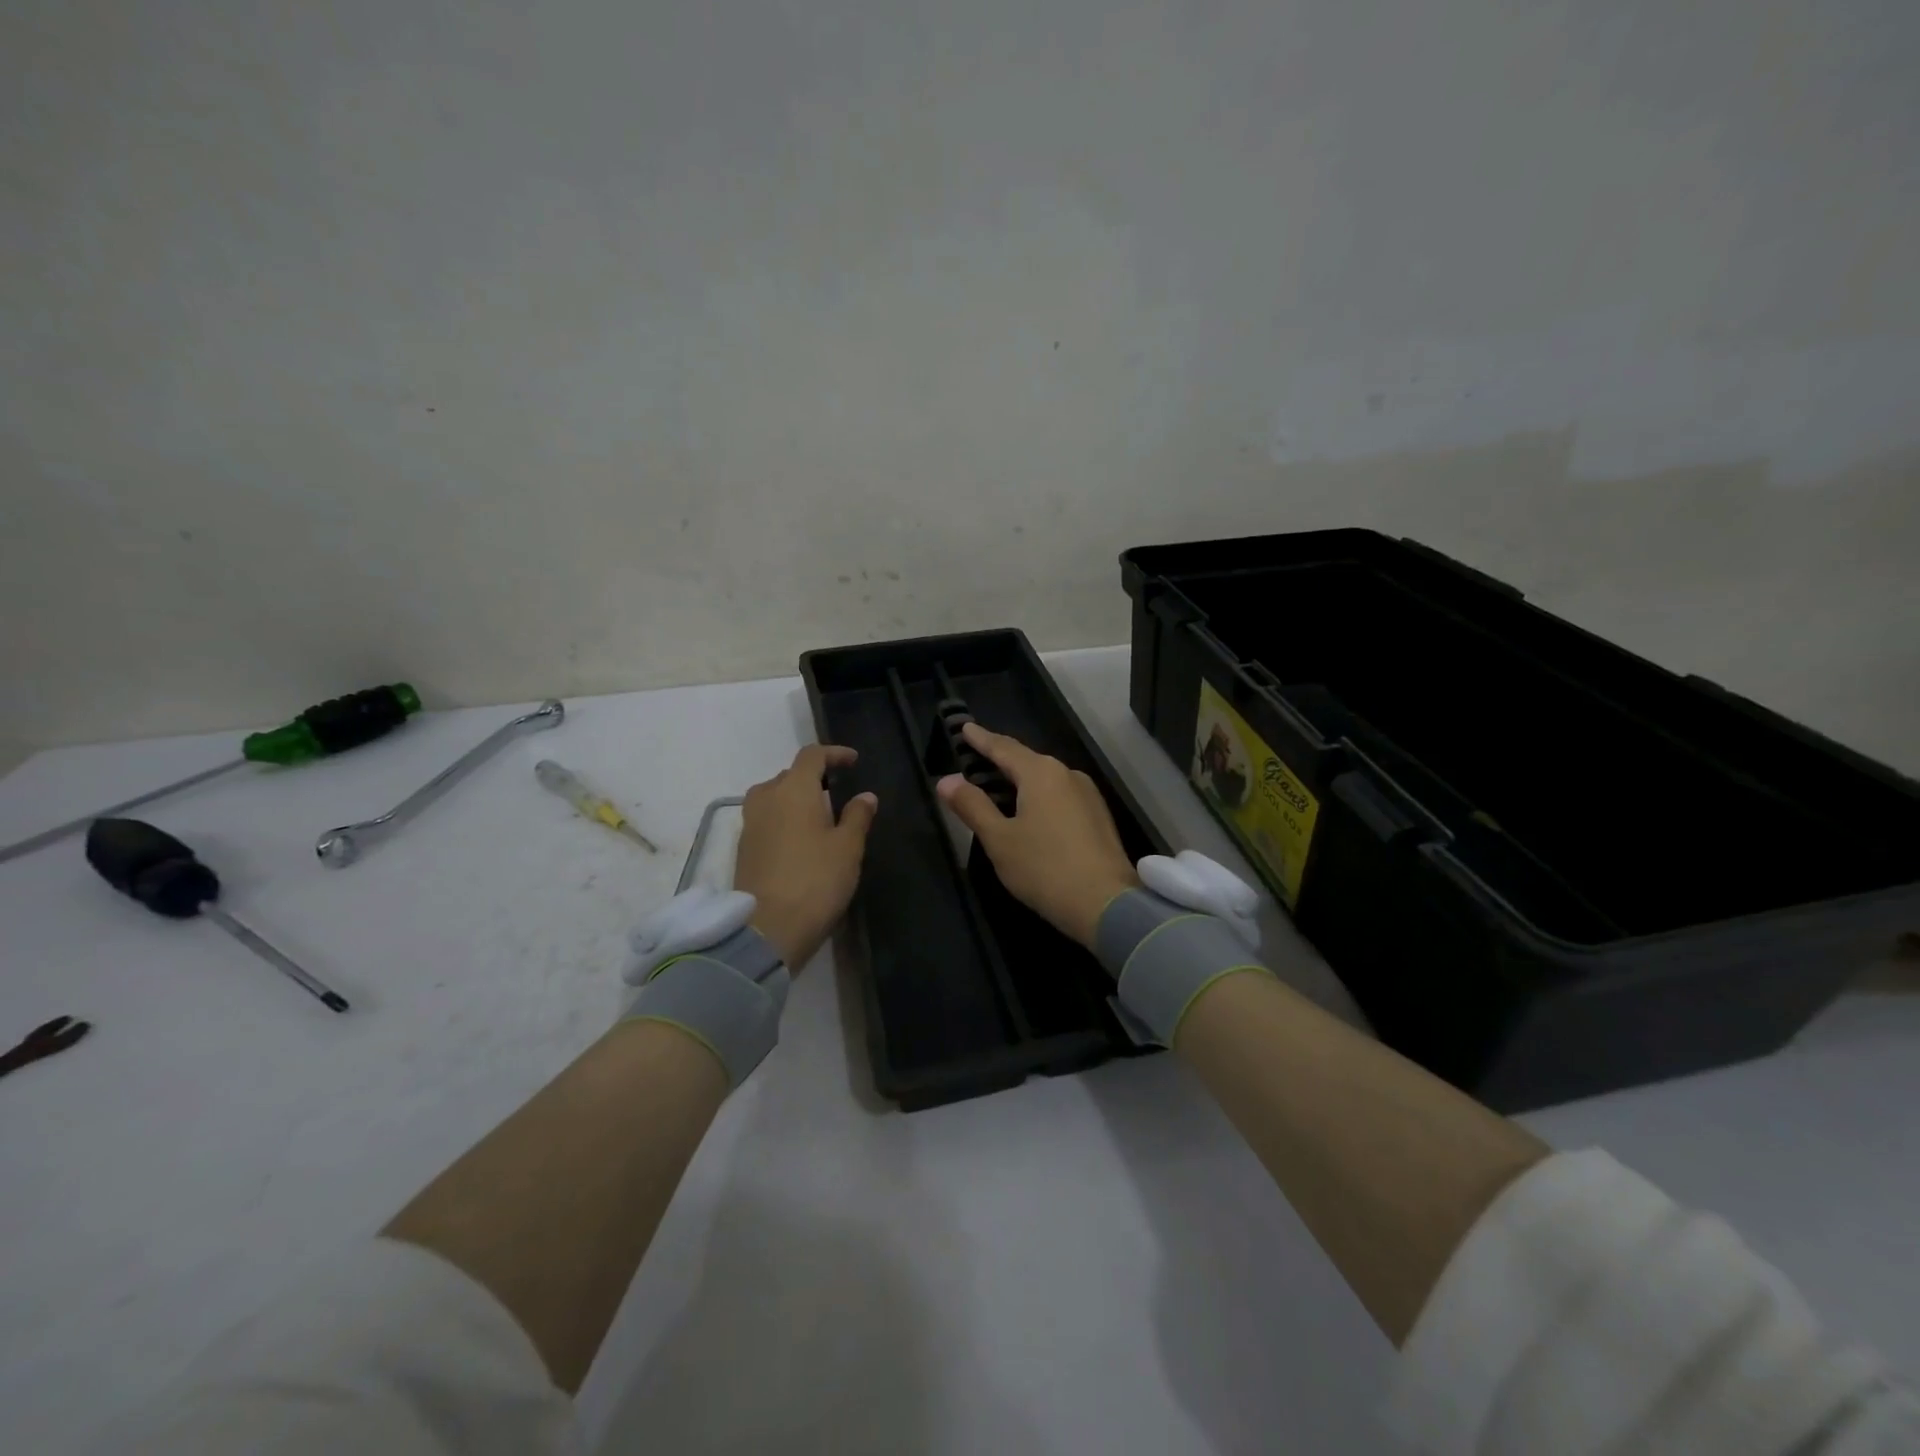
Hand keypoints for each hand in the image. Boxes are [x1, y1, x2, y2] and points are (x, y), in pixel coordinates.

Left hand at [734, 745, 877, 969]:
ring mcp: (750, 824)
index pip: (812, 755)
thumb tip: (865, 796)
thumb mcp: (848, 848)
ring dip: (794, 799)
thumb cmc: (816, 880)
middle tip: (837, 793)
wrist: (768, 929)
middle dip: (813, 778)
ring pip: (773, 797)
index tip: (853, 761)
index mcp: (793, 790)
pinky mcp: (743, 849)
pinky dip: (783, 819)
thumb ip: (857, 817)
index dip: (834, 753)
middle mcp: (766, 798)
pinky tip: (800, 840)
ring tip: (818, 816)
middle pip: (789, 775)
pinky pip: (765, 819)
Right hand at [936, 723, 1138, 950]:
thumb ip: (972, 806)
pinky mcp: (1098, 816)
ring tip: (996, 788)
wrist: (1108, 905)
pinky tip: (1028, 813)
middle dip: (999, 760)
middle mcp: (1067, 774)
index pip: (1003, 748)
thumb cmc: (1045, 869)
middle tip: (974, 759)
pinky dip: (1038, 797)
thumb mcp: (999, 839)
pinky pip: (1059, 796)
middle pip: (1026, 761)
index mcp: (1041, 773)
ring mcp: (1087, 795)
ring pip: (1045, 780)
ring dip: (1019, 781)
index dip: (981, 739)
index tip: (964, 728)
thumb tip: (947, 780)